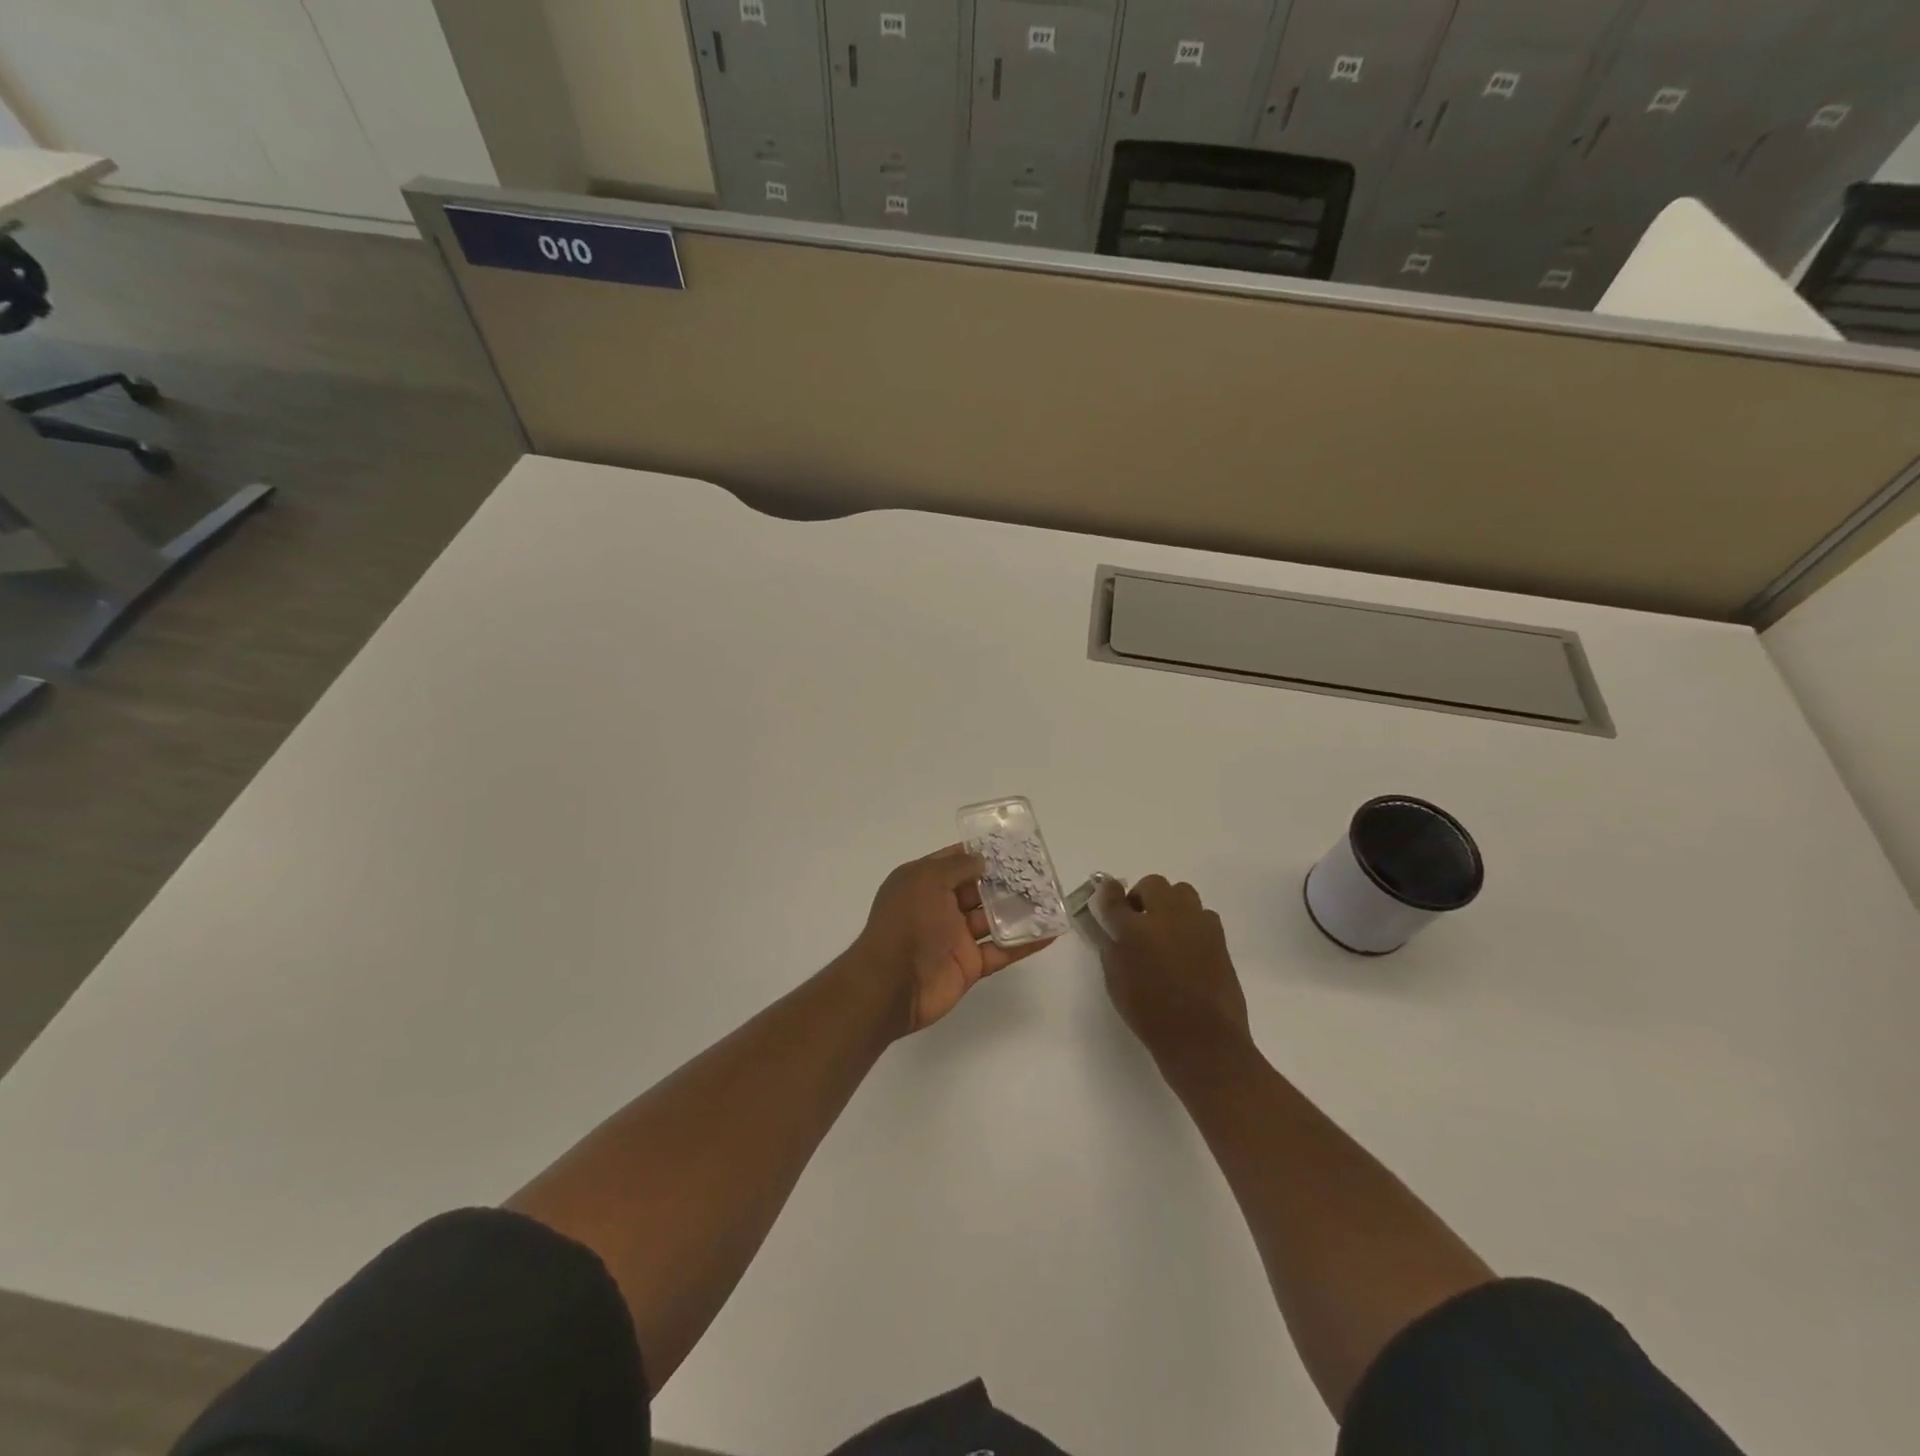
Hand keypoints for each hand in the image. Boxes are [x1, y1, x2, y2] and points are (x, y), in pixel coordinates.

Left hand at [851, 844, 1056, 1035]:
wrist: (892, 984)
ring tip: (1051, 898)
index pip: (955, 861)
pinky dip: (1025, 943)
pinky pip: (1002, 950)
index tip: (1011, 845)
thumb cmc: (906, 923)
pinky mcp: (970, 964)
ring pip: (993, 919)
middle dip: (1005, 880)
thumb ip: (956, 867)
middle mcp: (939, 906)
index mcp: (923, 882)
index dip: (980, 853)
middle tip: (1039, 871)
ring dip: (1019, 910)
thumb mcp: (926, 880)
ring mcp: (955, 937)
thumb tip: (981, 859)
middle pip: (978, 889)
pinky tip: (1051, 932)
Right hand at [1087, 875, 1250, 1064]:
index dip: (1108, 892)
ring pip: (1182, 892)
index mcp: (1134, 930)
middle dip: (1142, 895)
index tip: (1107, 891)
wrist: (1203, 1038)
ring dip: (1169, 903)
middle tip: (1139, 917)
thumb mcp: (1116, 985)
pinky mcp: (1219, 937)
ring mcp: (1196, 924)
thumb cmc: (1151, 1016)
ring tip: (1166, 927)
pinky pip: (1202, 914)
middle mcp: (1166, 917)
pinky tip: (1188, 943)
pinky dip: (1191, 921)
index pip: (1115, 899)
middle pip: (1153, 884)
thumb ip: (1112, 951)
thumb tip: (1114, 932)